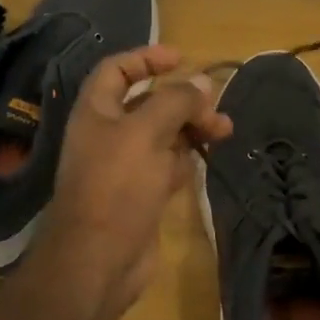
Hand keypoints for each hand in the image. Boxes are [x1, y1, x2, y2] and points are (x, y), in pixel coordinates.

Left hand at [37, 45, 232, 315]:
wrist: (99, 260)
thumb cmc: (117, 186)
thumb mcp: (146, 132)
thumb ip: (175, 102)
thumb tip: (202, 82)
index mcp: (96, 112)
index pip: (117, 70)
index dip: (146, 58)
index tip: (180, 58)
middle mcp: (108, 134)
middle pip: (147, 103)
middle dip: (182, 99)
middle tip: (214, 105)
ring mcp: (125, 166)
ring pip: (163, 135)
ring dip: (192, 127)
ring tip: (224, 130)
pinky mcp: (141, 194)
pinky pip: (167, 165)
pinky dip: (186, 157)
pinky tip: (207, 157)